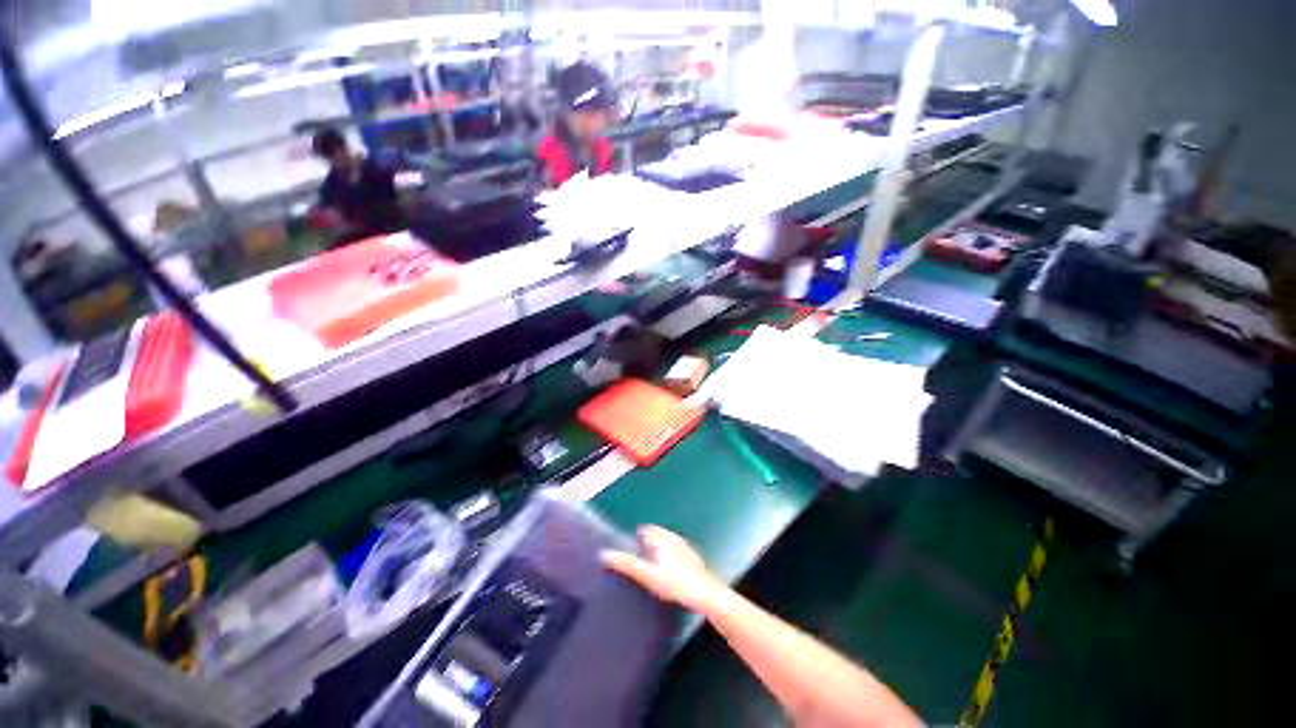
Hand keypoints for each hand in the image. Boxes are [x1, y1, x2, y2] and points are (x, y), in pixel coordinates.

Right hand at [602, 525, 728, 613]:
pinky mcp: (694, 559)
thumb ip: (627, 564)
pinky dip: (671, 559)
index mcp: (662, 538)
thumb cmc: (675, 583)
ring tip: (652, 567)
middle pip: (657, 535)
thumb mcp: (648, 575)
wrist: (706, 594)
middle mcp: (674, 538)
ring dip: (660, 550)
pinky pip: (678, 553)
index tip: (630, 549)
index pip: (646, 530)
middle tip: (639, 559)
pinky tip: (670, 574)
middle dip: (648, 543)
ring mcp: (685, 548)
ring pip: (668, 543)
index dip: (637, 538)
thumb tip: (604, 553)